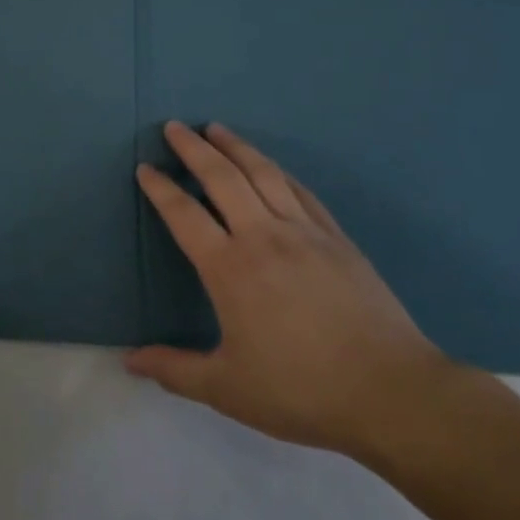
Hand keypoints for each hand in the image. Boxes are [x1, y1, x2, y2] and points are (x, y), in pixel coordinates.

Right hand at [127, 121, 450, 457]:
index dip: (160, 188)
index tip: (145, 168)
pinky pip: (301, 192)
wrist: (392, 393)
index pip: (184, 214)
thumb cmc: (301, 390)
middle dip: (194, 148)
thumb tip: (128, 361)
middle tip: (175, 126)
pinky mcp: (337, 239)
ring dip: (236, 146)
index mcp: (229, 268)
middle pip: (222, 178)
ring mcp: (304, 233)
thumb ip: (174, 370)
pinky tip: (271, 166)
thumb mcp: (227, 389)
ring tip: (216, 128)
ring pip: (264, 174)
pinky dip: (278, 171)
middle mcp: (263, 237)